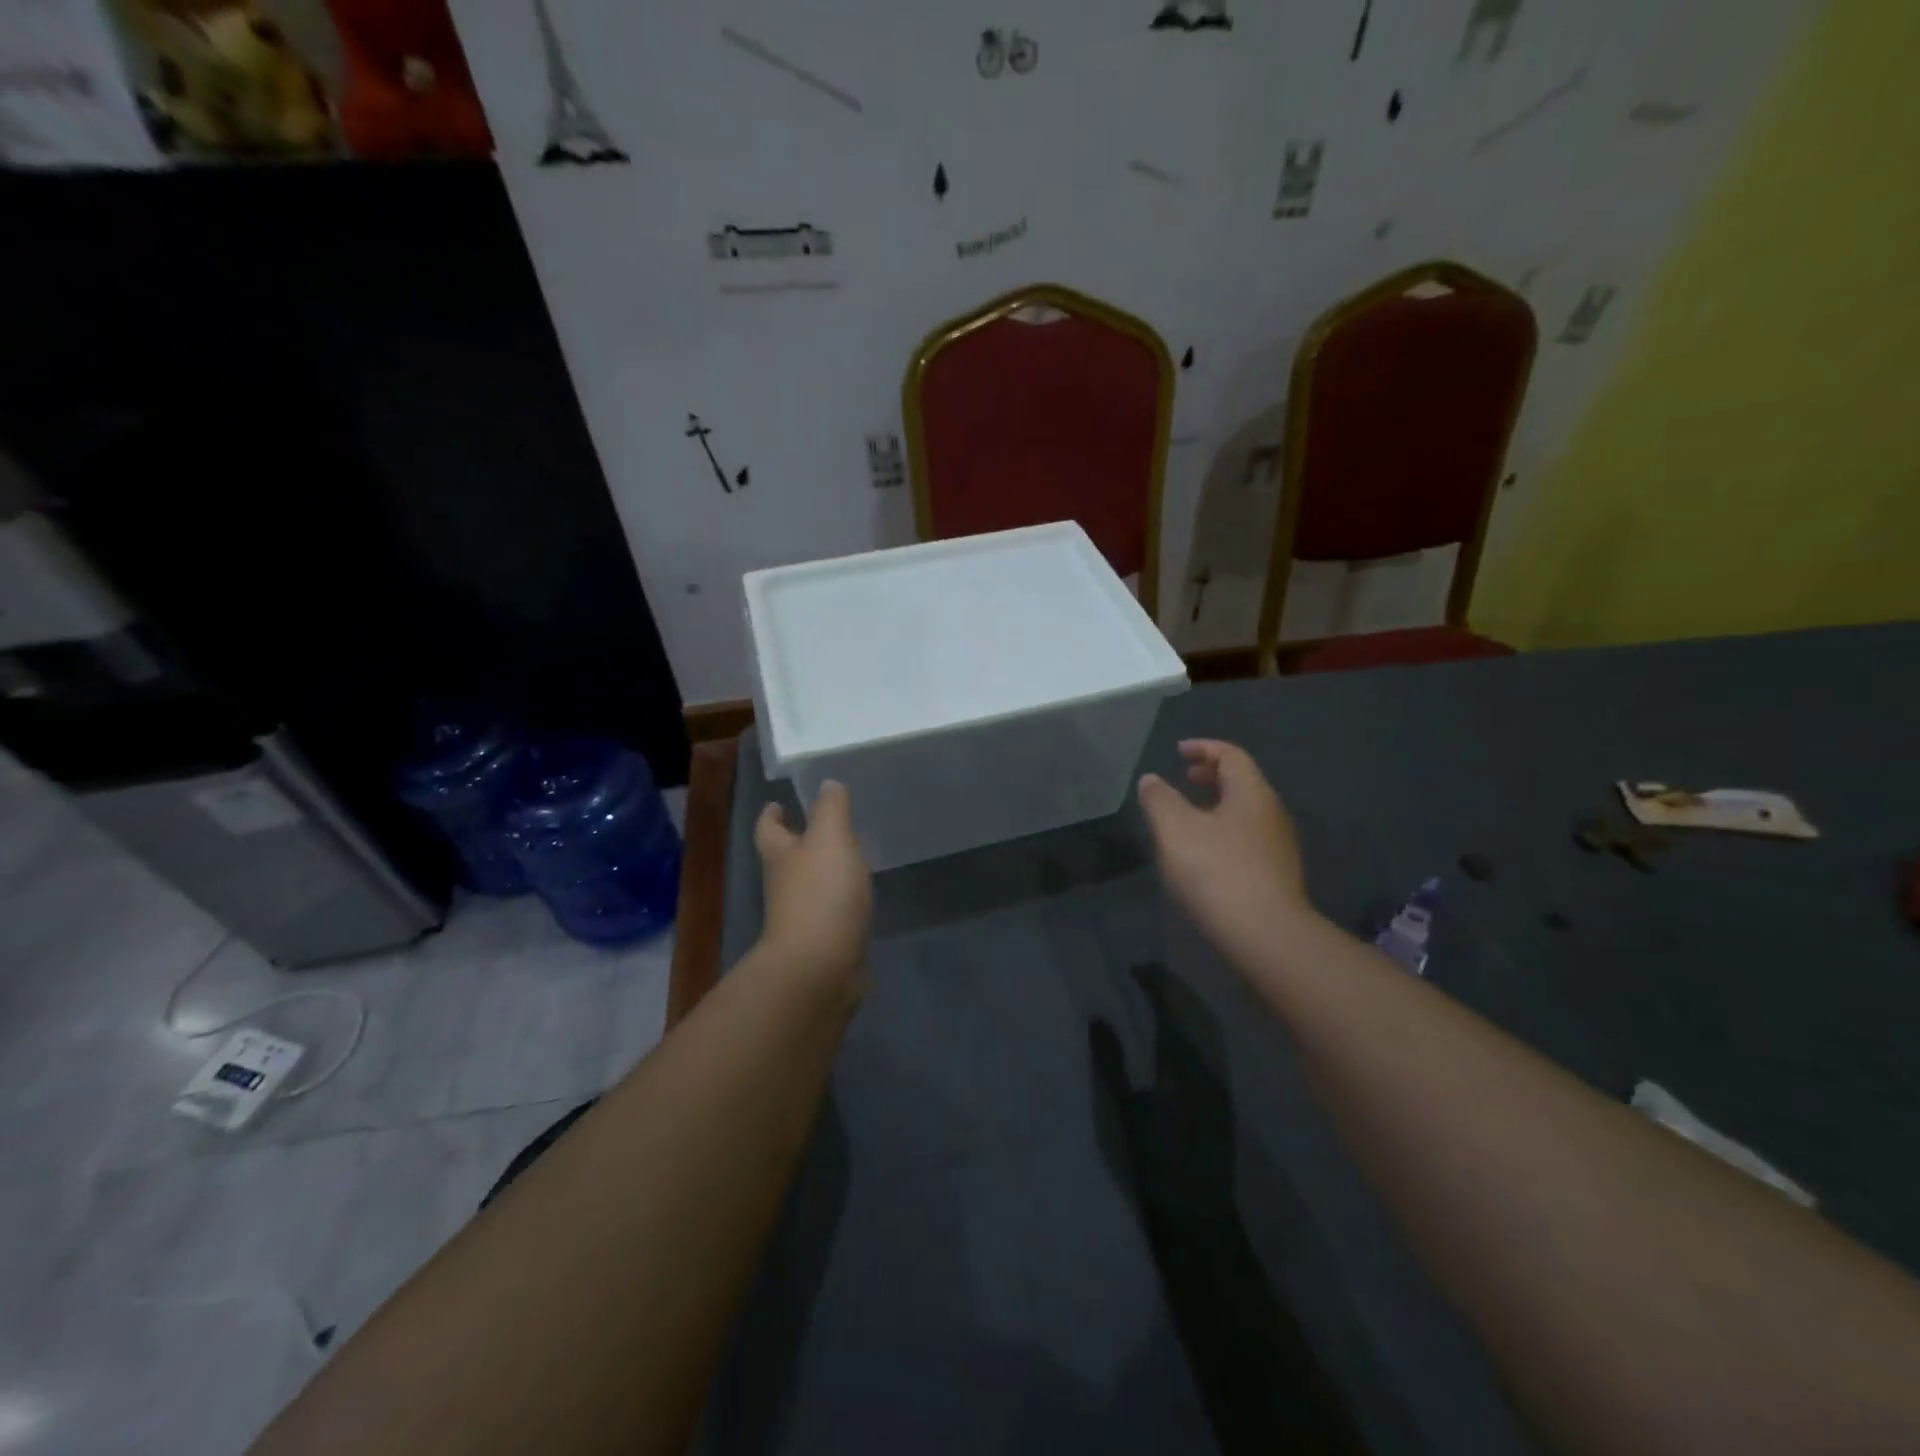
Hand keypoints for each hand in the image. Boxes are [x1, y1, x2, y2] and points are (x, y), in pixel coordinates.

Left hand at [754, 780, 872, 988]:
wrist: (821, 966)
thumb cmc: (821, 893)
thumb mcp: (830, 838)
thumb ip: (831, 808)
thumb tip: (827, 784)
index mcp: (780, 856)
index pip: (769, 829)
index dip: (771, 815)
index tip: (776, 803)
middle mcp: (784, 885)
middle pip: (785, 858)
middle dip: (797, 842)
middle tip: (818, 826)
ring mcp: (801, 917)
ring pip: (808, 885)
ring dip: (820, 871)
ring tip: (845, 857)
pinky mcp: (823, 941)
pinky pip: (830, 912)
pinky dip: (839, 900)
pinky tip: (857, 896)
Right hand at [1137, 739, 1312, 961]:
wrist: (1264, 936)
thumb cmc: (1216, 871)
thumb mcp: (1174, 829)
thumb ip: (1159, 799)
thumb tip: (1151, 780)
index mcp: (1251, 793)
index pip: (1231, 755)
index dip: (1203, 748)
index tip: (1178, 751)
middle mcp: (1271, 814)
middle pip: (1242, 782)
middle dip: (1211, 776)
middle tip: (1184, 779)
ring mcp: (1278, 847)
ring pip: (1245, 813)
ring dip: (1216, 806)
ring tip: (1187, 817)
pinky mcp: (1276, 877)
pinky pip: (1247, 839)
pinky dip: (1223, 832)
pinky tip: (1203, 855)